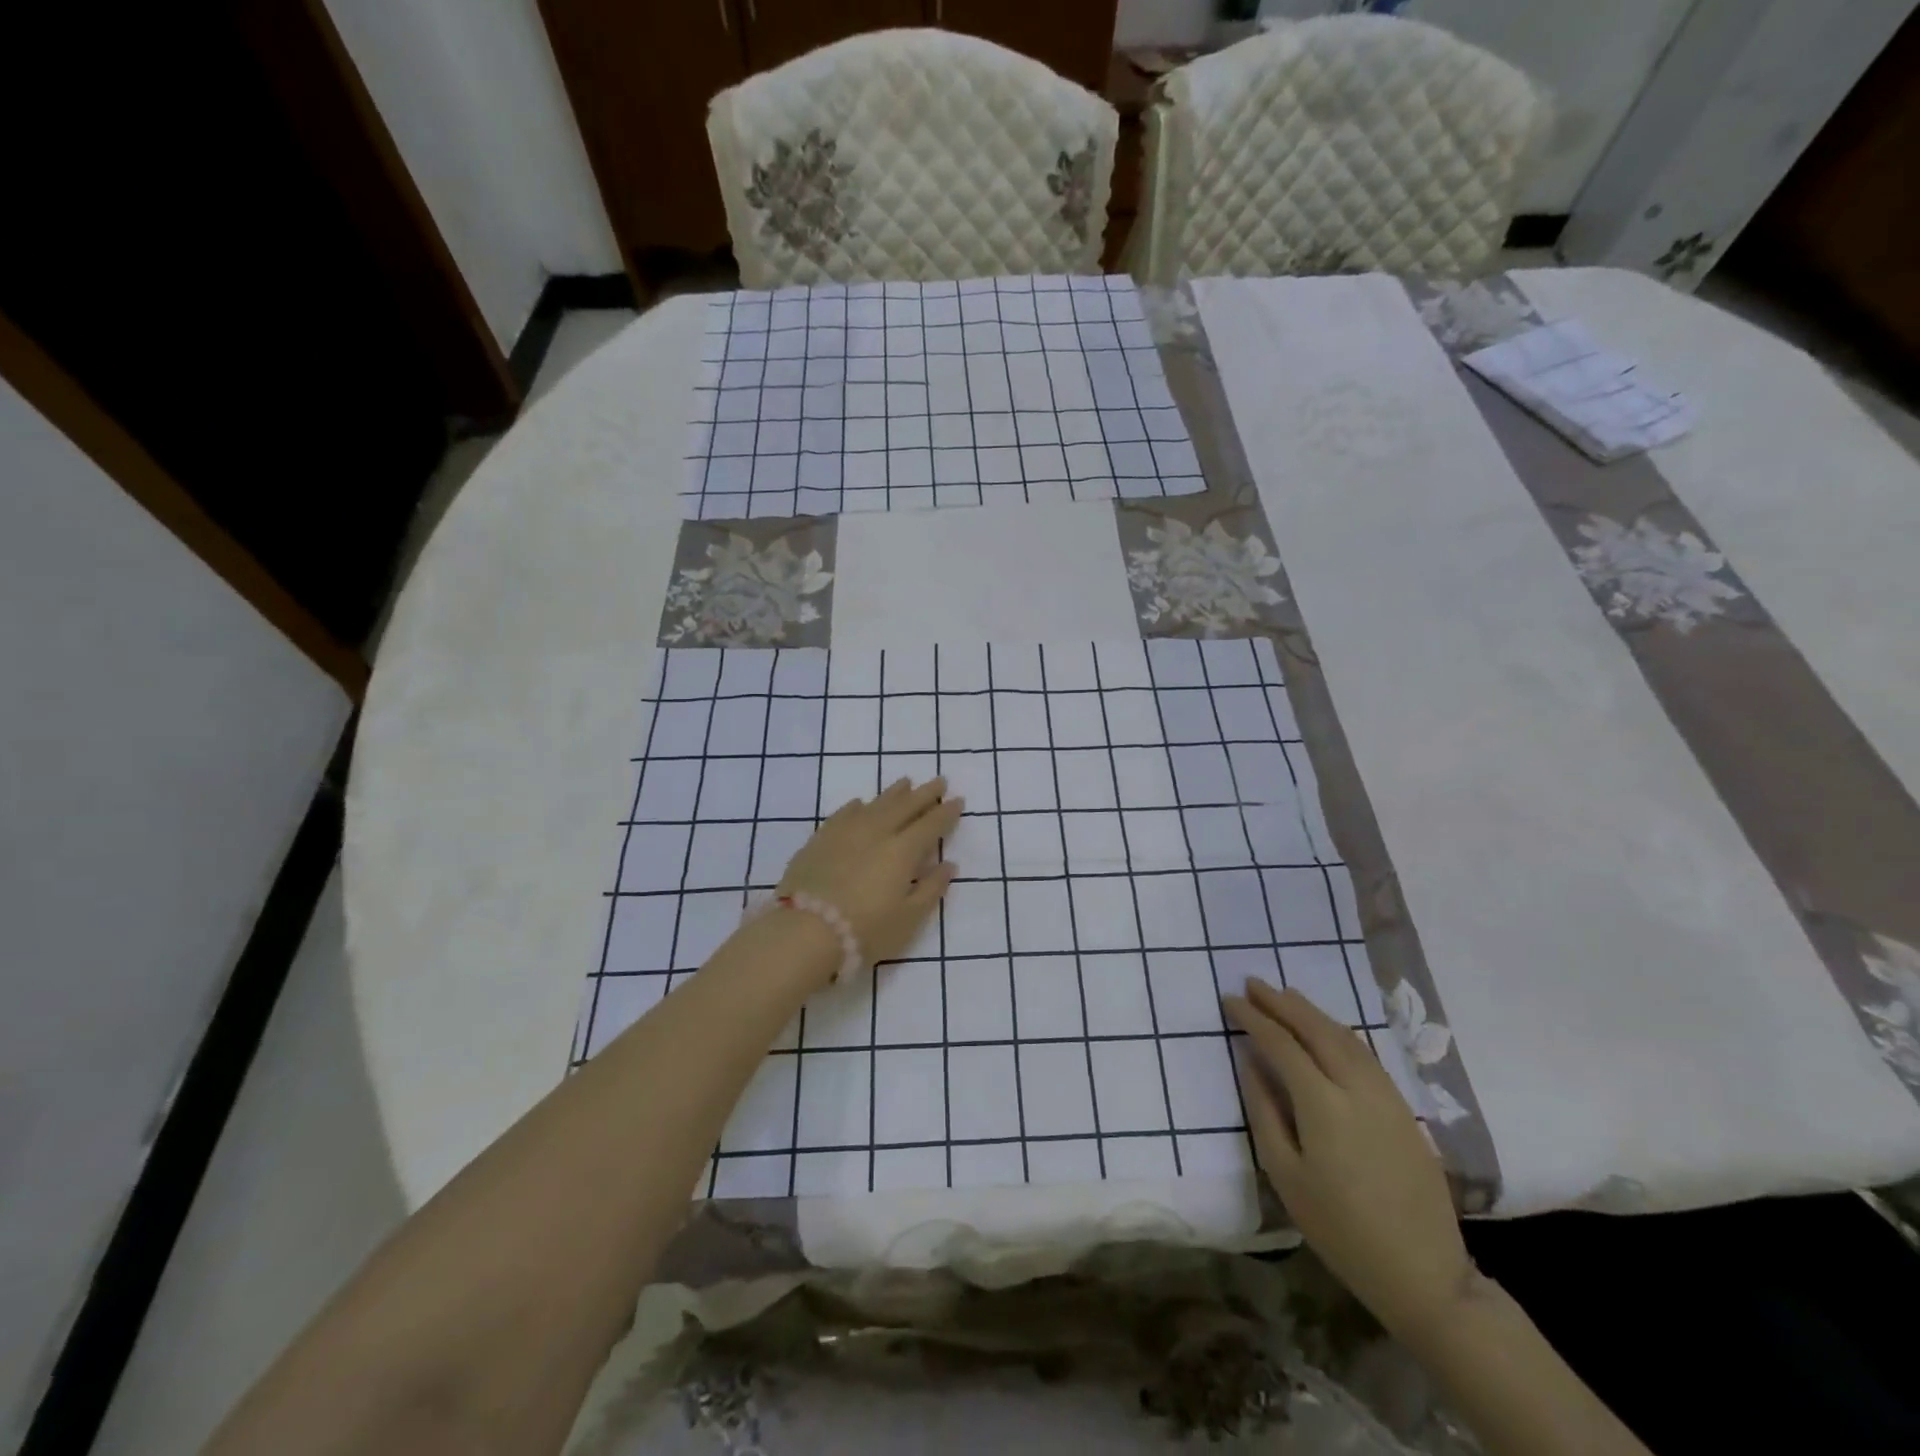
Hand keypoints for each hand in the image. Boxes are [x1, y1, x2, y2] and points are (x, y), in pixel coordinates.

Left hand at [778, 777, 961, 968]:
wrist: (803, 932)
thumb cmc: (864, 931)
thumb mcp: (908, 918)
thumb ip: (931, 889)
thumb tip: (948, 864)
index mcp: (902, 851)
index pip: (930, 825)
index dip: (946, 813)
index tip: (958, 800)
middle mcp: (876, 833)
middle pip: (905, 806)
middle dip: (924, 794)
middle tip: (939, 781)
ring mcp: (845, 832)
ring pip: (875, 804)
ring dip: (894, 793)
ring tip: (905, 782)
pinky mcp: (820, 839)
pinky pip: (843, 814)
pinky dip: (857, 806)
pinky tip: (860, 803)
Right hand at [1225, 979, 1471, 1342]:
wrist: (1424, 1273)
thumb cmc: (1340, 1229)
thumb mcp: (1286, 1175)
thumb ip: (1264, 1111)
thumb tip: (1250, 1062)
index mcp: (1323, 1104)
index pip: (1281, 1044)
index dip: (1254, 1018)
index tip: (1230, 1000)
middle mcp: (1356, 1088)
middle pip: (1315, 1029)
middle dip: (1281, 1002)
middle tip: (1253, 983)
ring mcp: (1385, 1095)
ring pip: (1344, 1036)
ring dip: (1311, 1011)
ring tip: (1285, 995)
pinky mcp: (1402, 1108)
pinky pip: (1364, 1053)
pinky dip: (1337, 1031)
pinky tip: (1325, 1029)